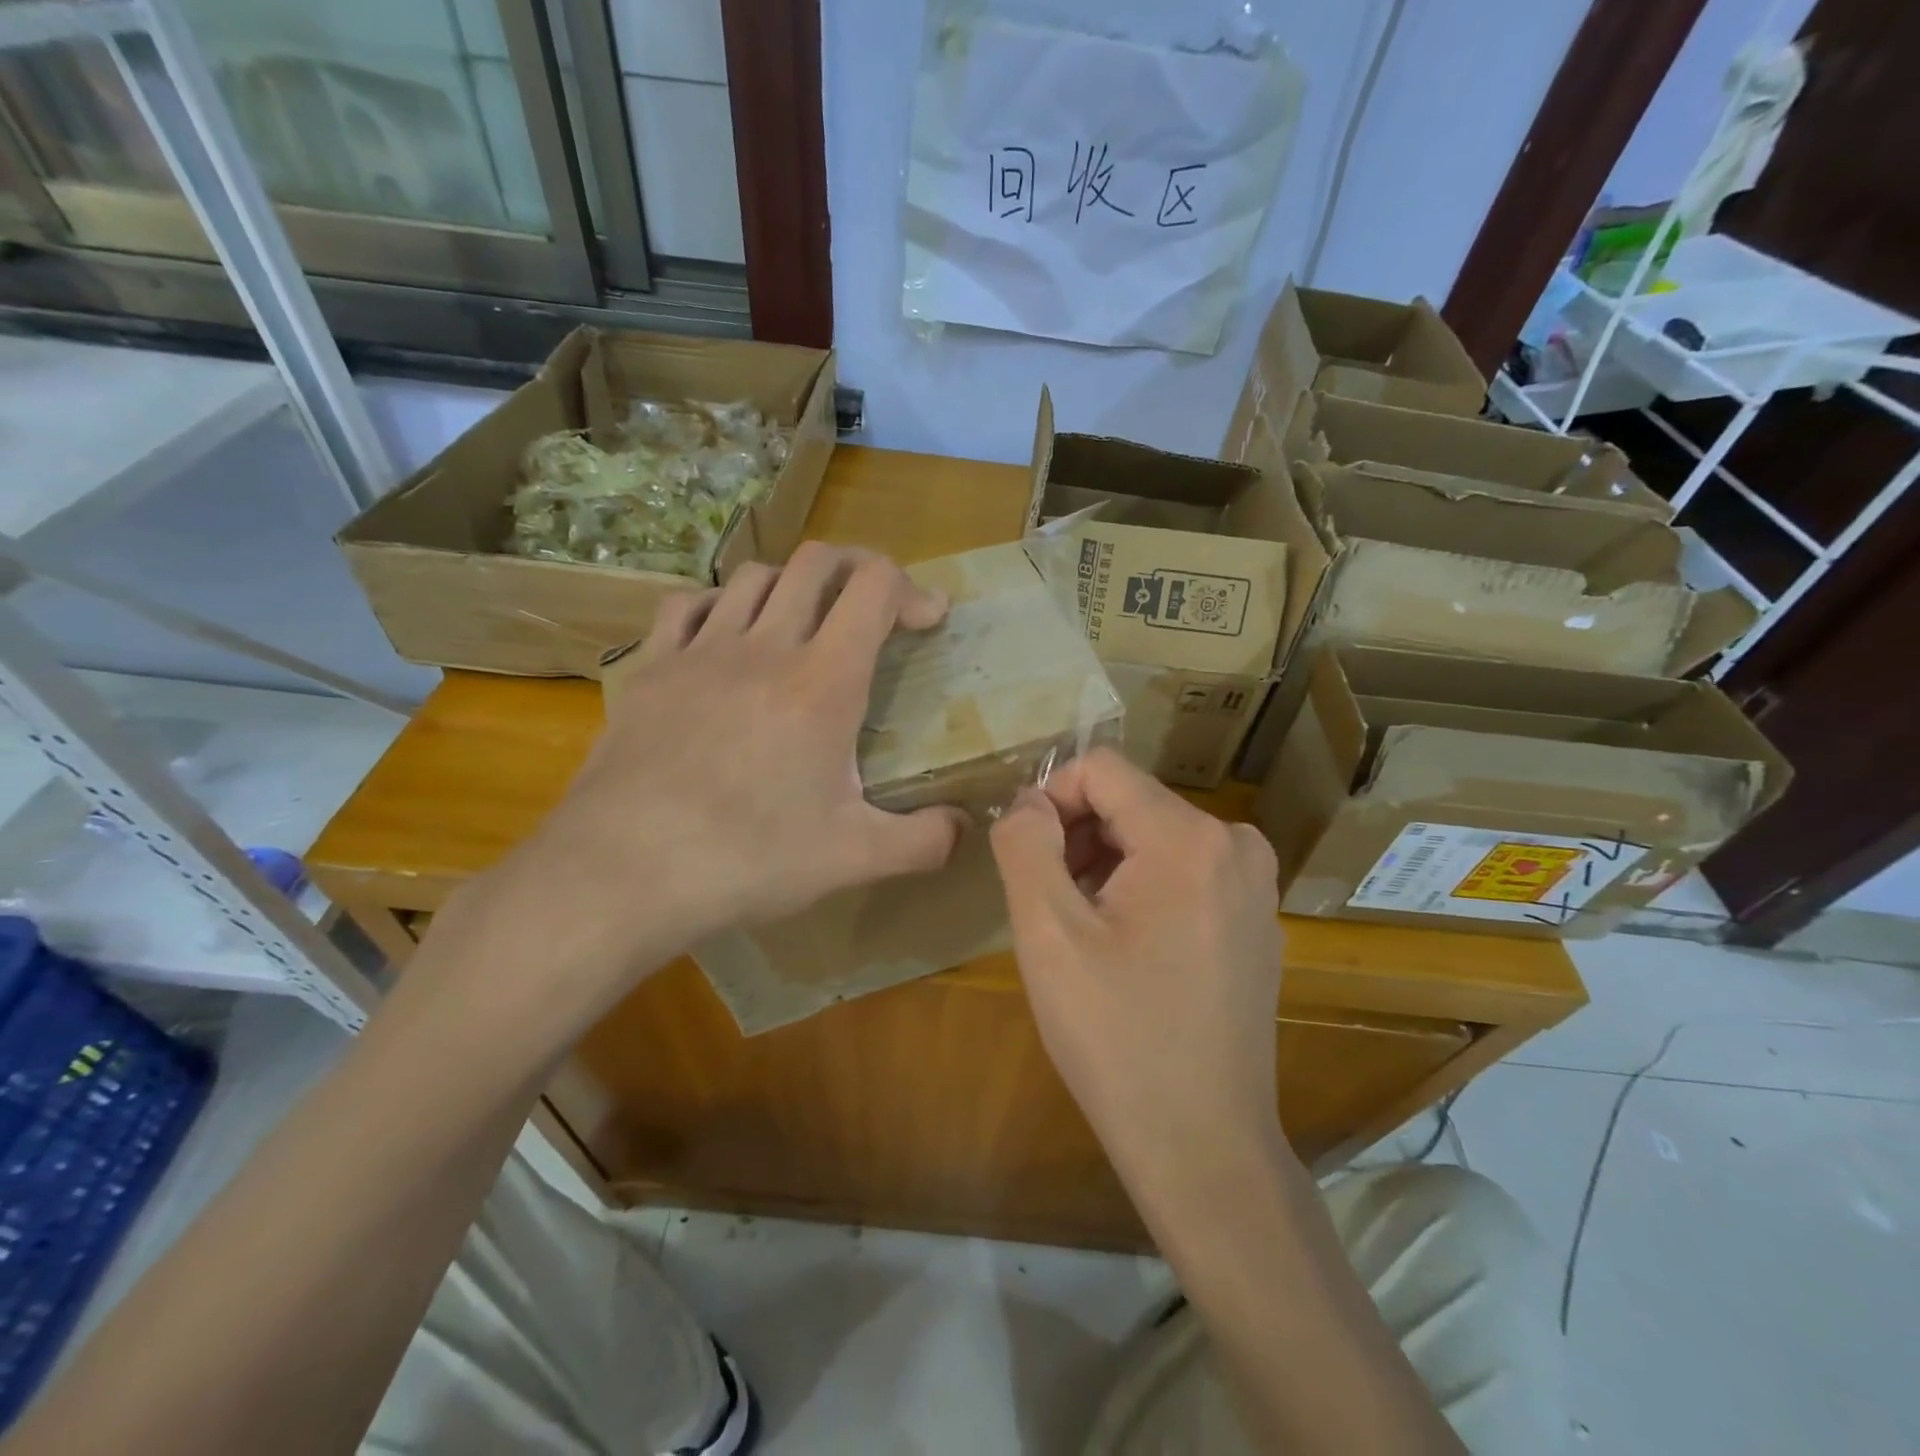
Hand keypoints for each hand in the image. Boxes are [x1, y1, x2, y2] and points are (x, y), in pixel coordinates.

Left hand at [437, 544, 967, 1024]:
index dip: (911, 589)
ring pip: (754, 575)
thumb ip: (923, 840)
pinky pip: (687, 604)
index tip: (928, 622)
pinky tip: (725, 637)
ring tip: (806, 623)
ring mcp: (700, 651)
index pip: (874, 587)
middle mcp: (765, 646)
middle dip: (858, 569)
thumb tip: (966, 828)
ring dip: (794, 585)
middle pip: (817, 562)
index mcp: (823, 682)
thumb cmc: (748, 860)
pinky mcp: (650, 668)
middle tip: (875, 609)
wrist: (623, 872)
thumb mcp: (853, 858)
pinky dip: (720, 604)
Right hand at [989, 749, 1288, 1191]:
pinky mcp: (1255, 918)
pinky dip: (1141, 889)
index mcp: (1189, 838)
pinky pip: (1183, 871)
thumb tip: (1028, 802)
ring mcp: (1255, 883)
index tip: (1025, 857)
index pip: (1102, 769)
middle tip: (1049, 908)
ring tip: (1082, 935)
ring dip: (1104, 866)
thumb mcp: (1048, 934)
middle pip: (1129, 802)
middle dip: (1077, 838)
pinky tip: (1124, 951)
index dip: (1050, 799)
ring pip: (1153, 836)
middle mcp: (1235, 843)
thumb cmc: (1117, 1038)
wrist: (1204, 1146)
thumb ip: (1025, 844)